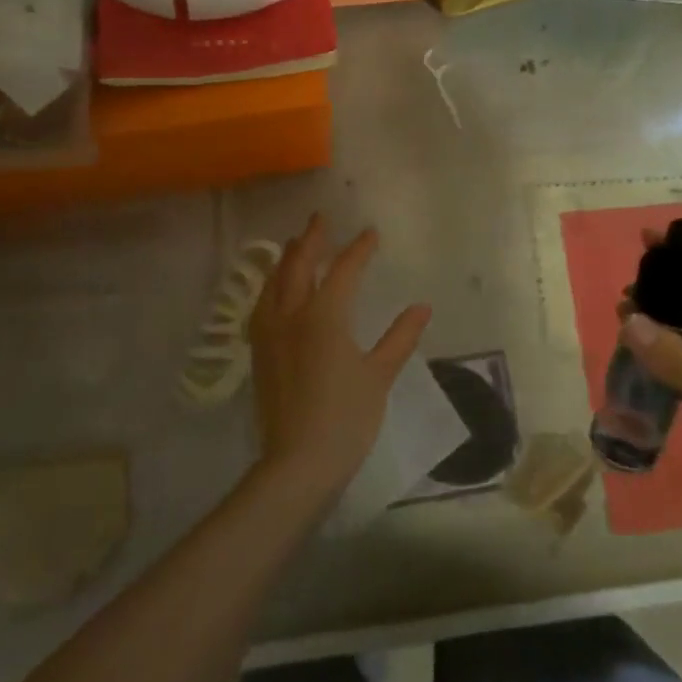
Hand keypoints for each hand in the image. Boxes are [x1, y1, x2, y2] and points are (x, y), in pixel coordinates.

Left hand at [248, 214, 431, 500]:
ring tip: (295, 245)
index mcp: (325, 315)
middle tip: (320, 219)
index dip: (359, 249)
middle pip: (299, 264)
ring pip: (275, 282)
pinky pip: (262, 304)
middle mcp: (292, 314)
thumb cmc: (345, 417)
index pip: (344, 270)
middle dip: (312, 239)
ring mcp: (270, 332)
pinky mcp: (259, 351)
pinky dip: (271, 285)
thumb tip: (422, 307)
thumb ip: (400, 337)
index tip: (370, 233)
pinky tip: (274, 290)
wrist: (297, 462)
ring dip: (287, 258)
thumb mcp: (379, 375)